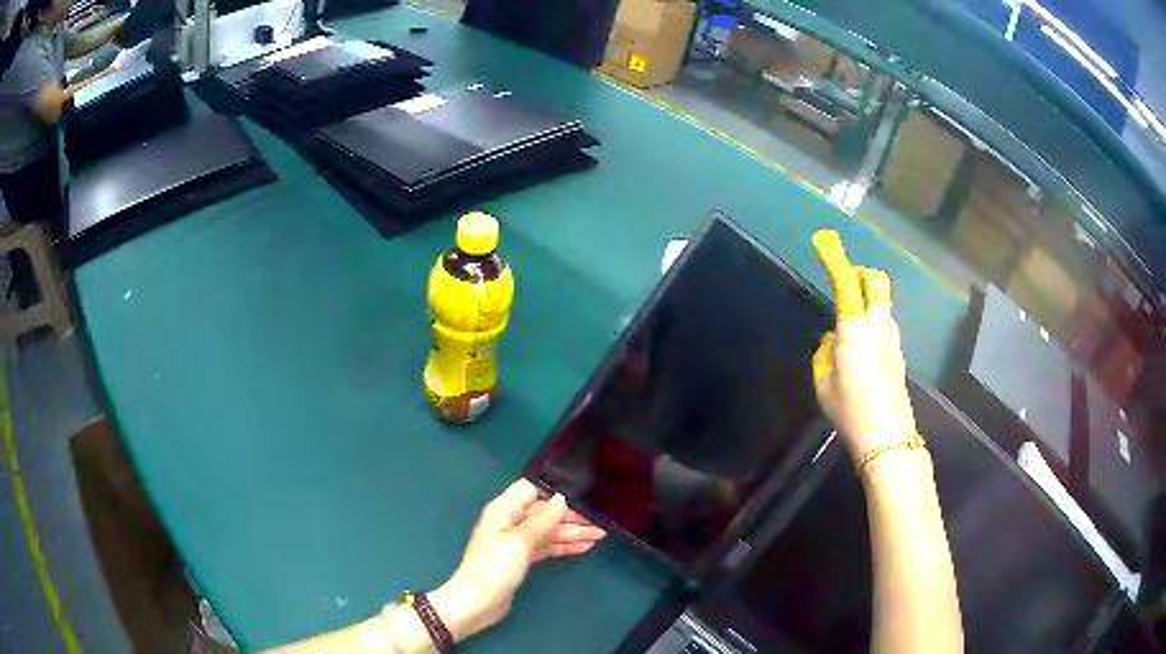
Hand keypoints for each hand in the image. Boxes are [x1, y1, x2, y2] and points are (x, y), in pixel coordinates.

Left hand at [431, 479, 605, 640]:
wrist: (477, 602)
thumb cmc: (494, 568)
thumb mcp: (519, 542)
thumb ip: (541, 520)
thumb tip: (561, 498)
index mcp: (503, 510)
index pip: (531, 489)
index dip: (555, 490)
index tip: (582, 493)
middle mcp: (510, 521)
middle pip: (544, 512)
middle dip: (570, 516)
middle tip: (600, 521)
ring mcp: (516, 541)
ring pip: (548, 531)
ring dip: (572, 533)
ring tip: (600, 535)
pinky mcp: (521, 558)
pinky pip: (546, 546)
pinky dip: (564, 546)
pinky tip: (584, 547)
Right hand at [811, 231, 918, 463]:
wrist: (887, 436)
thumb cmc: (850, 407)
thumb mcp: (823, 381)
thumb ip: (825, 352)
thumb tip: (834, 339)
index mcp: (855, 325)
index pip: (846, 281)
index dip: (835, 258)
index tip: (824, 239)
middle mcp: (878, 322)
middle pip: (876, 281)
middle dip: (861, 274)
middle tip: (845, 284)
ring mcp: (893, 337)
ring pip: (881, 303)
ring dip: (867, 301)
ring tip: (848, 330)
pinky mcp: (899, 352)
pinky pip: (884, 324)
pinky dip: (872, 323)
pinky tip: (860, 352)